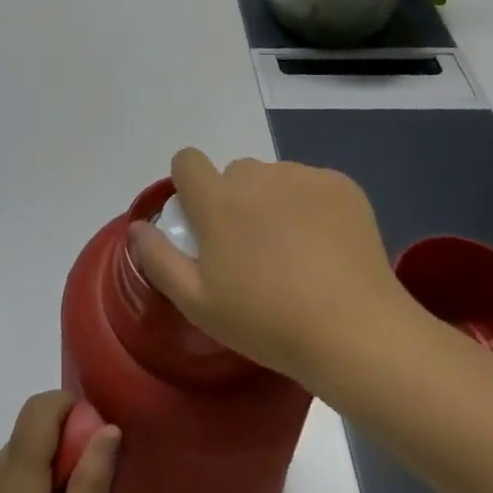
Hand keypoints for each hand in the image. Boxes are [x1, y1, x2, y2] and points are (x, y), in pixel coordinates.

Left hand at [0, 392, 120, 492]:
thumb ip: (91, 482)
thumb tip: (108, 427)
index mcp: (11, 479)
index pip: (38, 409)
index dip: (71, 408)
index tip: (99, 440)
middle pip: (30, 429)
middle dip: (67, 440)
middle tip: (96, 482)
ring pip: (22, 452)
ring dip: (53, 463)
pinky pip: (12, 478)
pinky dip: (36, 483)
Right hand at [128, 149, 420, 392]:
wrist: (355, 332)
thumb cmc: (267, 322)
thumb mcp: (197, 302)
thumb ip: (158, 258)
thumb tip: (137, 227)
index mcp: (217, 199)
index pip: (187, 160)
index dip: (189, 185)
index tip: (202, 221)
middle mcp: (256, 176)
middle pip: (235, 173)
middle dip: (236, 200)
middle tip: (253, 251)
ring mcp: (302, 176)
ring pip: (275, 179)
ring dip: (274, 202)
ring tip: (296, 254)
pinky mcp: (340, 186)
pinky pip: (313, 186)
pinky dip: (312, 207)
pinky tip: (326, 248)